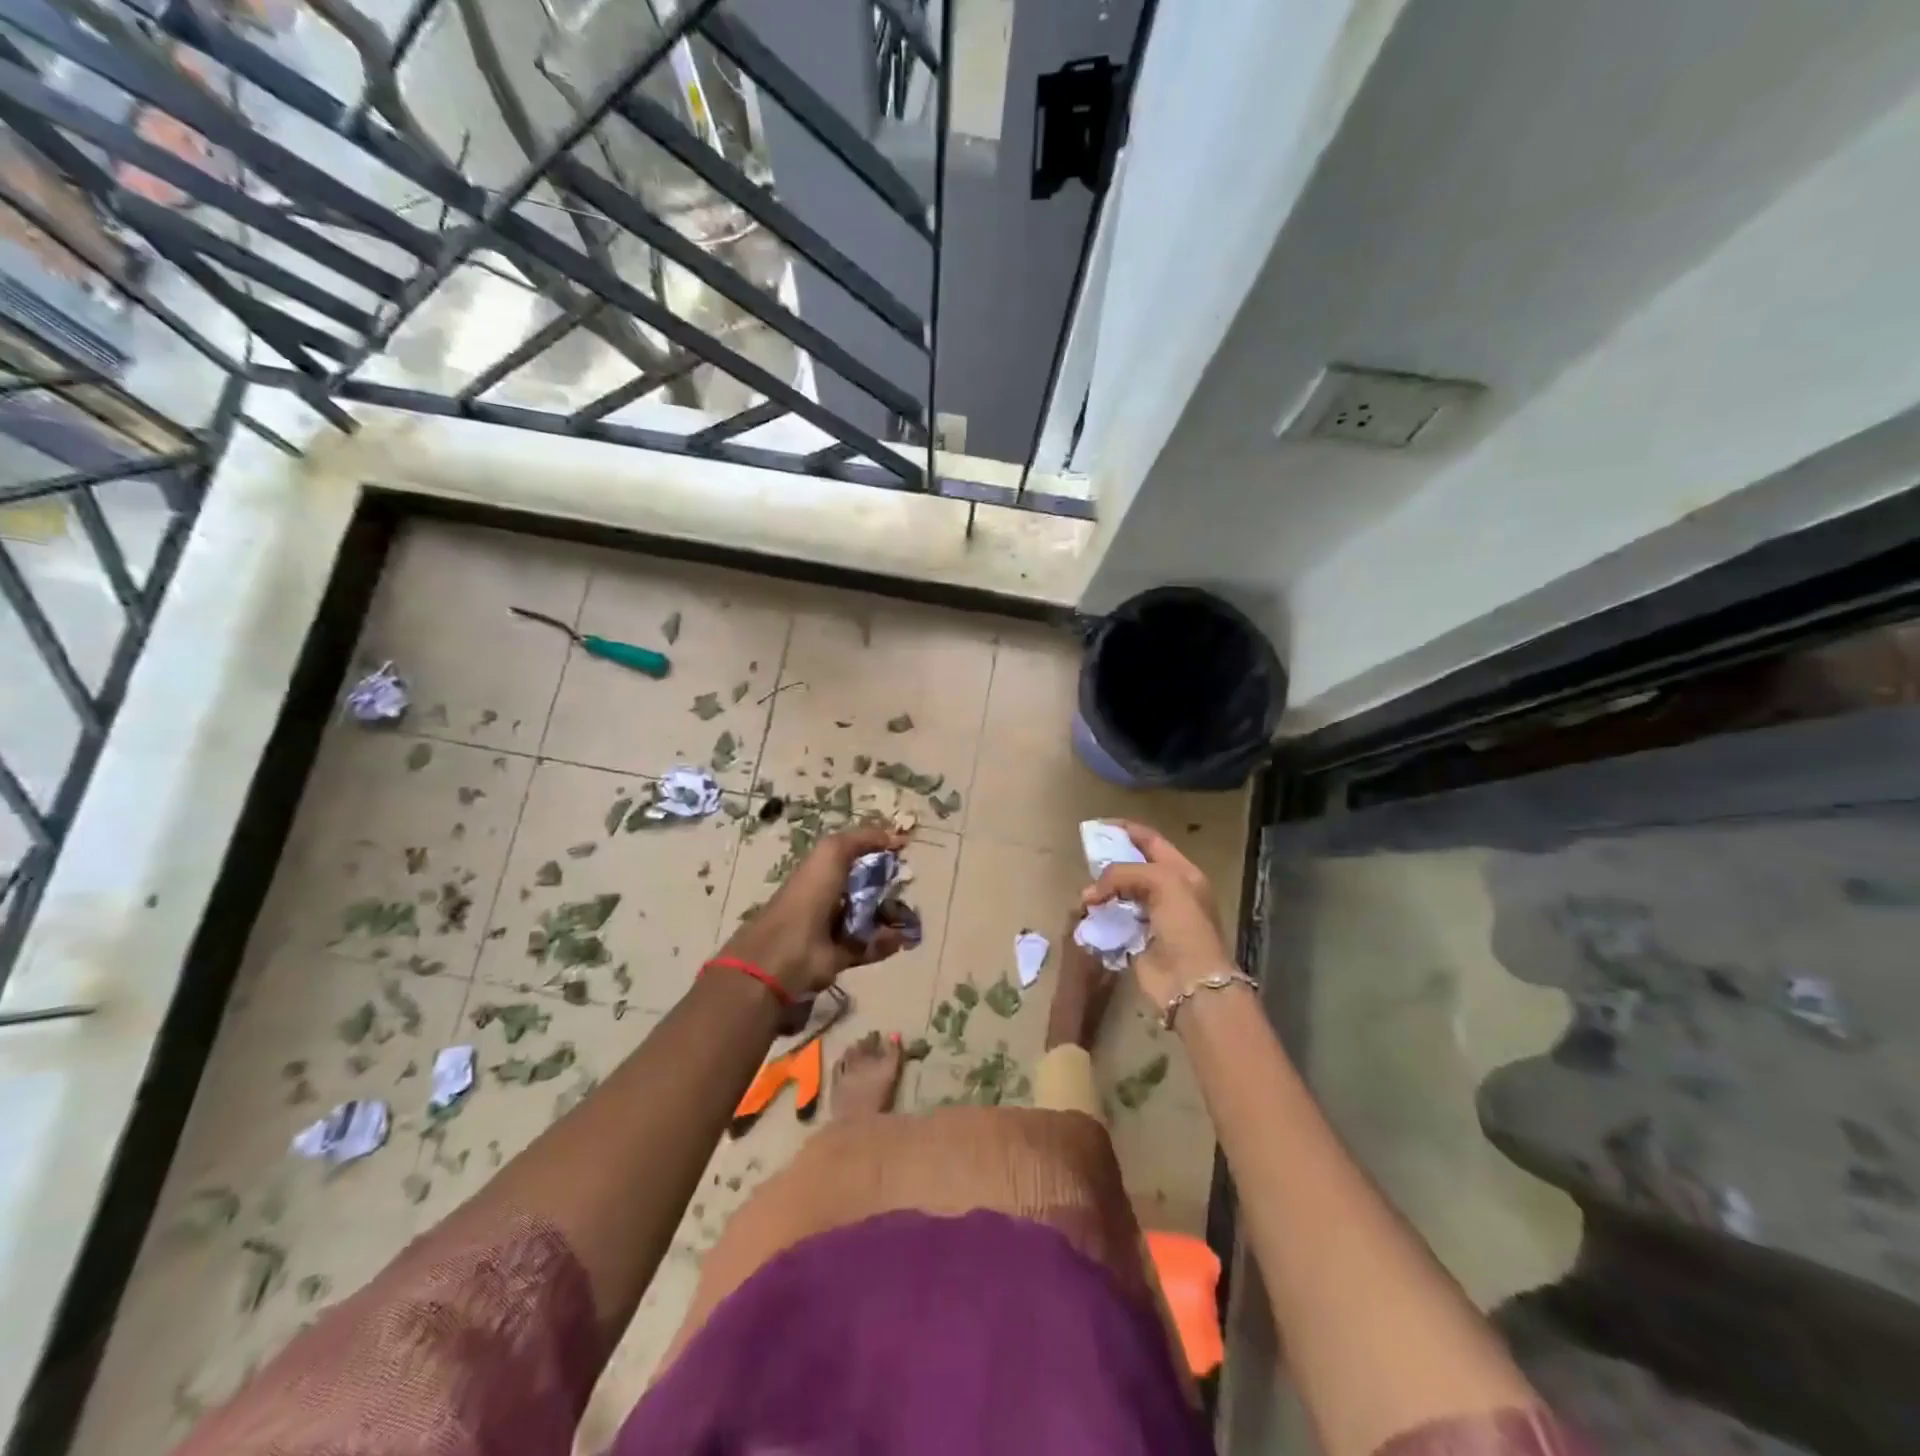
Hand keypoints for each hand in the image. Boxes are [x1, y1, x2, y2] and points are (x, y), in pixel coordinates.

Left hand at [717, 825, 910, 998]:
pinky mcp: (843, 954)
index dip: (880, 850)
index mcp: (824, 869)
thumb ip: (863, 839)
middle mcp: (830, 895)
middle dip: (891, 884)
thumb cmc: (809, 894)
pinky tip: (902, 938)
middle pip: (869, 886)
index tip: (904, 850)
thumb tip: (896, 836)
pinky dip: (888, 942)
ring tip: (912, 916)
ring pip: (873, 916)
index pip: (857, 854)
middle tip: (909, 884)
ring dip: (894, 915)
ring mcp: (836, 926)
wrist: (787, 951)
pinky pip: (872, 944)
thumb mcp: (832, 851)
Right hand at [1082, 819, 1233, 1010]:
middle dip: (1109, 862)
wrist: (1191, 981)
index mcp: (1182, 873)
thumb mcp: (1161, 882)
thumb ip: (1124, 873)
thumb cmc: (1184, 924)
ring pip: (1120, 895)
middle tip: (1085, 860)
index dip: (1127, 830)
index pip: (1152, 841)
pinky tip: (1086, 914)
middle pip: (1133, 867)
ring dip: (1101, 892)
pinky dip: (1098, 916)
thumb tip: (1090, 893)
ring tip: (1084, 892)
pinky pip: (1112, 921)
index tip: (1099, 825)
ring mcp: (1152, 917)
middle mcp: (1168, 892)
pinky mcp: (1136, 940)